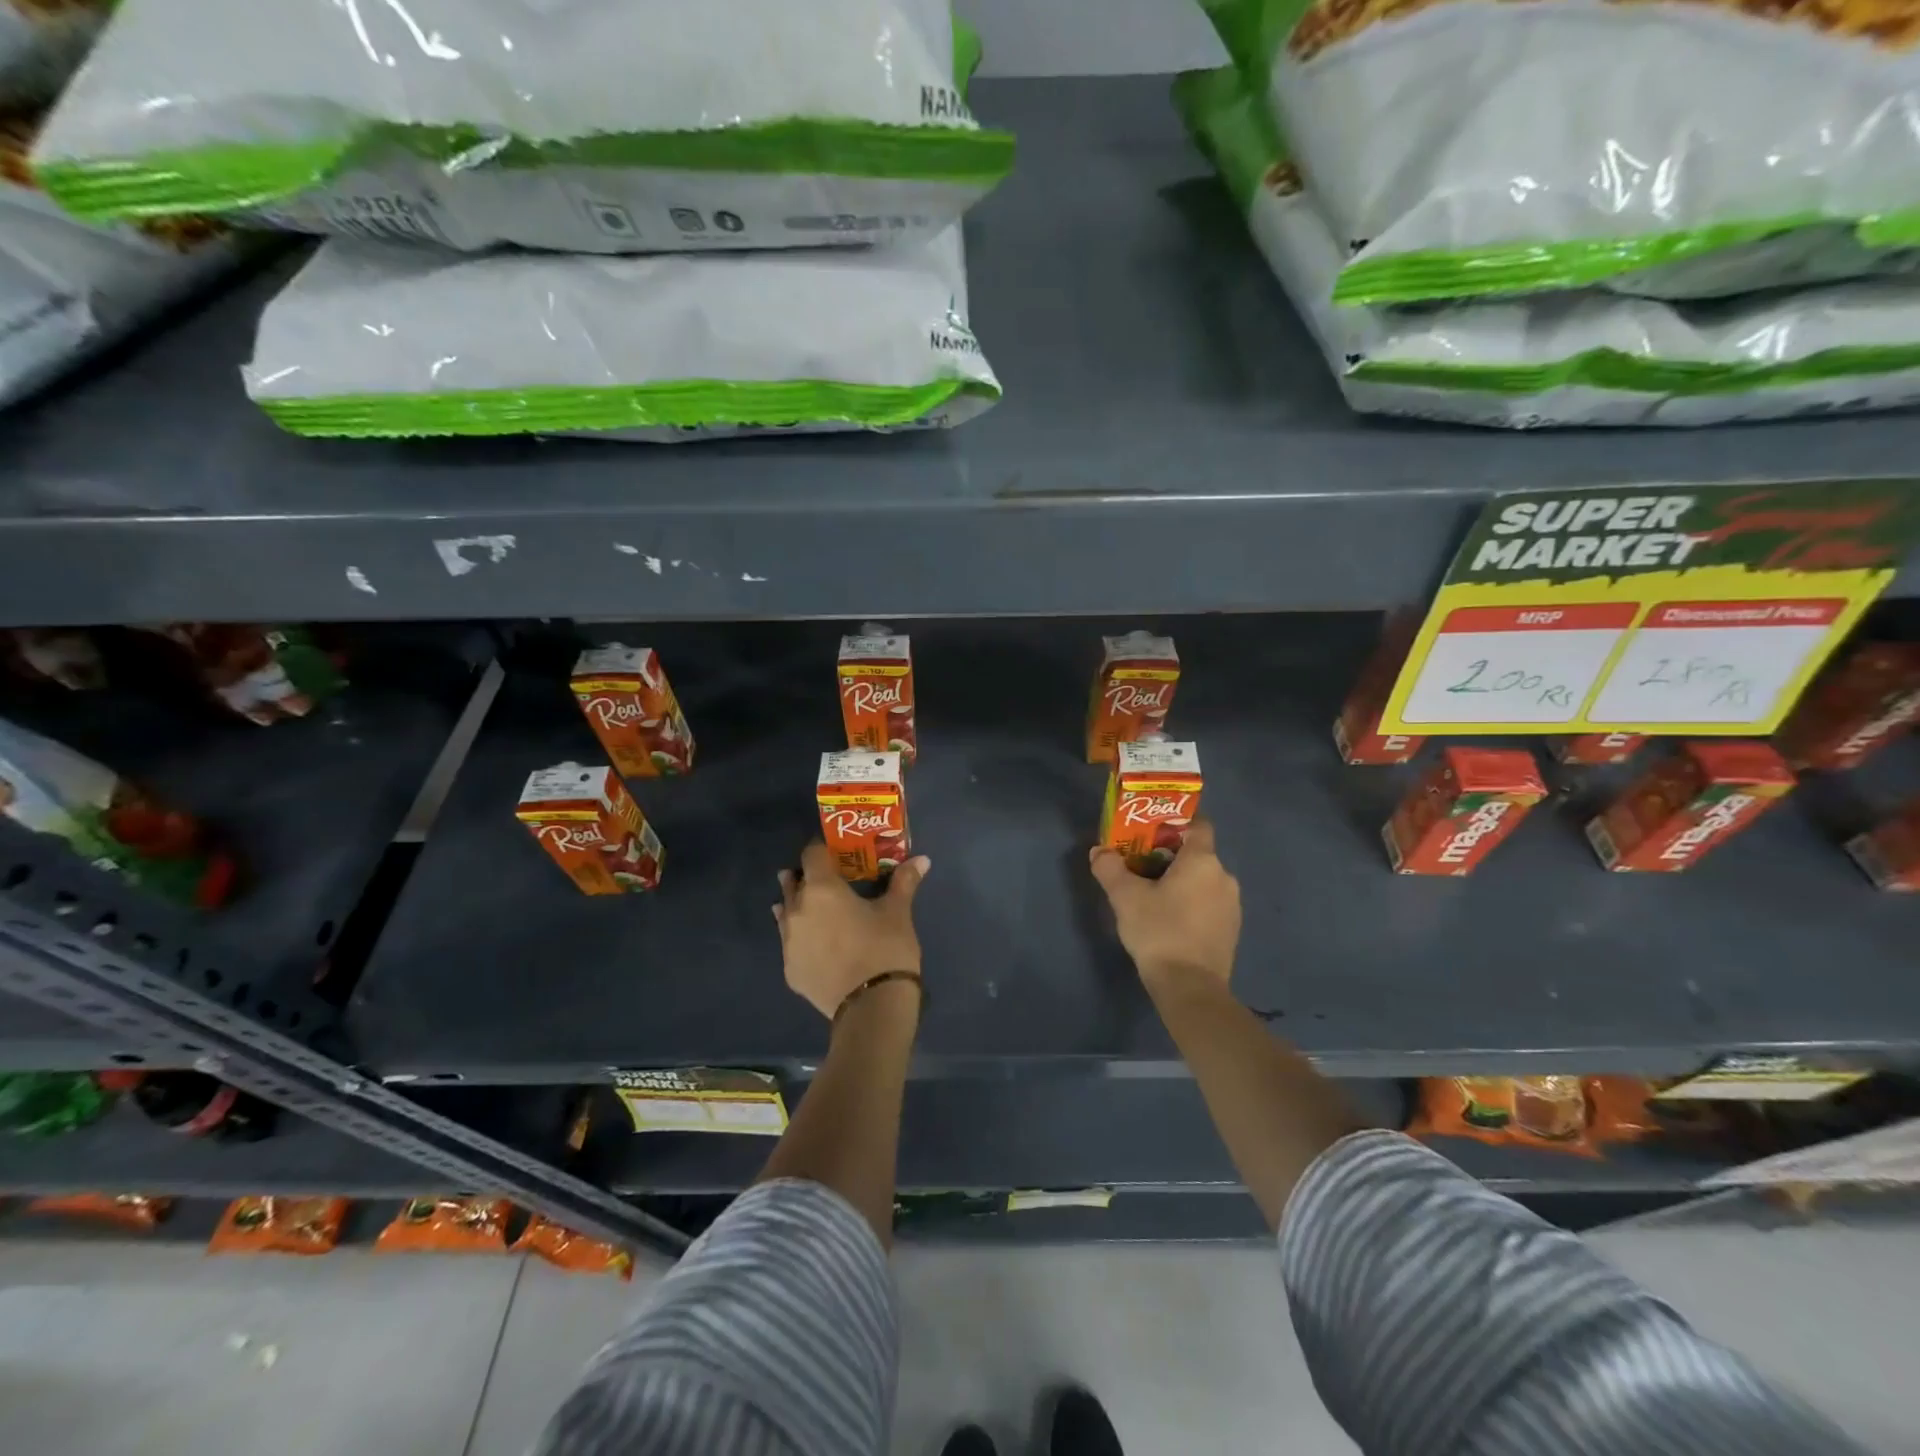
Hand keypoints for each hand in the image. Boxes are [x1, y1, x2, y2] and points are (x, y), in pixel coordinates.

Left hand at [774, 841, 929, 1018]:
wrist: (871, 1007)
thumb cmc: (885, 949)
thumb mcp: (898, 912)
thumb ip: (904, 881)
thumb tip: (922, 859)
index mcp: (821, 889)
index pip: (811, 854)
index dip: (822, 849)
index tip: (835, 851)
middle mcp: (797, 910)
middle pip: (793, 882)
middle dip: (805, 876)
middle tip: (825, 878)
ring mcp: (789, 942)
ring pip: (786, 913)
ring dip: (796, 905)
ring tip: (813, 907)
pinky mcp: (790, 970)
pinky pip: (790, 943)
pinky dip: (800, 936)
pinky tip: (814, 942)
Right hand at [1089, 817, 1240, 992]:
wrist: (1190, 988)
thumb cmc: (1159, 931)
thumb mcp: (1125, 897)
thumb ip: (1110, 868)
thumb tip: (1099, 851)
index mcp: (1203, 861)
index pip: (1199, 825)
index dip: (1177, 823)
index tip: (1153, 830)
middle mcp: (1224, 877)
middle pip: (1198, 855)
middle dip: (1171, 856)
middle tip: (1142, 866)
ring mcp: (1232, 905)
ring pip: (1204, 881)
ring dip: (1182, 883)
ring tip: (1153, 896)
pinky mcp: (1231, 930)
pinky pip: (1209, 904)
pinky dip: (1192, 904)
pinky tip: (1170, 921)